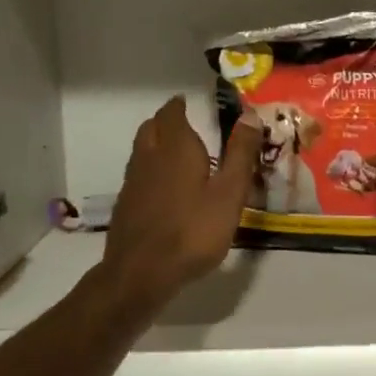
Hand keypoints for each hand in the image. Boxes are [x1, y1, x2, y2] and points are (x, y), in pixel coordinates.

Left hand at [100, 97, 260, 306]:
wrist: (141, 273)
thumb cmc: (193, 230)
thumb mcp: (229, 193)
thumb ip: (240, 154)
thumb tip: (249, 114)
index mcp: (176, 148)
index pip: (172, 114)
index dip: (179, 106)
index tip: (188, 102)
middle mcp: (149, 157)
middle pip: (151, 128)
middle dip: (166, 121)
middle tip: (183, 123)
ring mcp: (133, 182)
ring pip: (142, 150)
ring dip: (156, 143)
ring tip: (176, 152)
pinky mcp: (126, 205)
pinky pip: (138, 174)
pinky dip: (151, 169)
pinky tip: (164, 188)